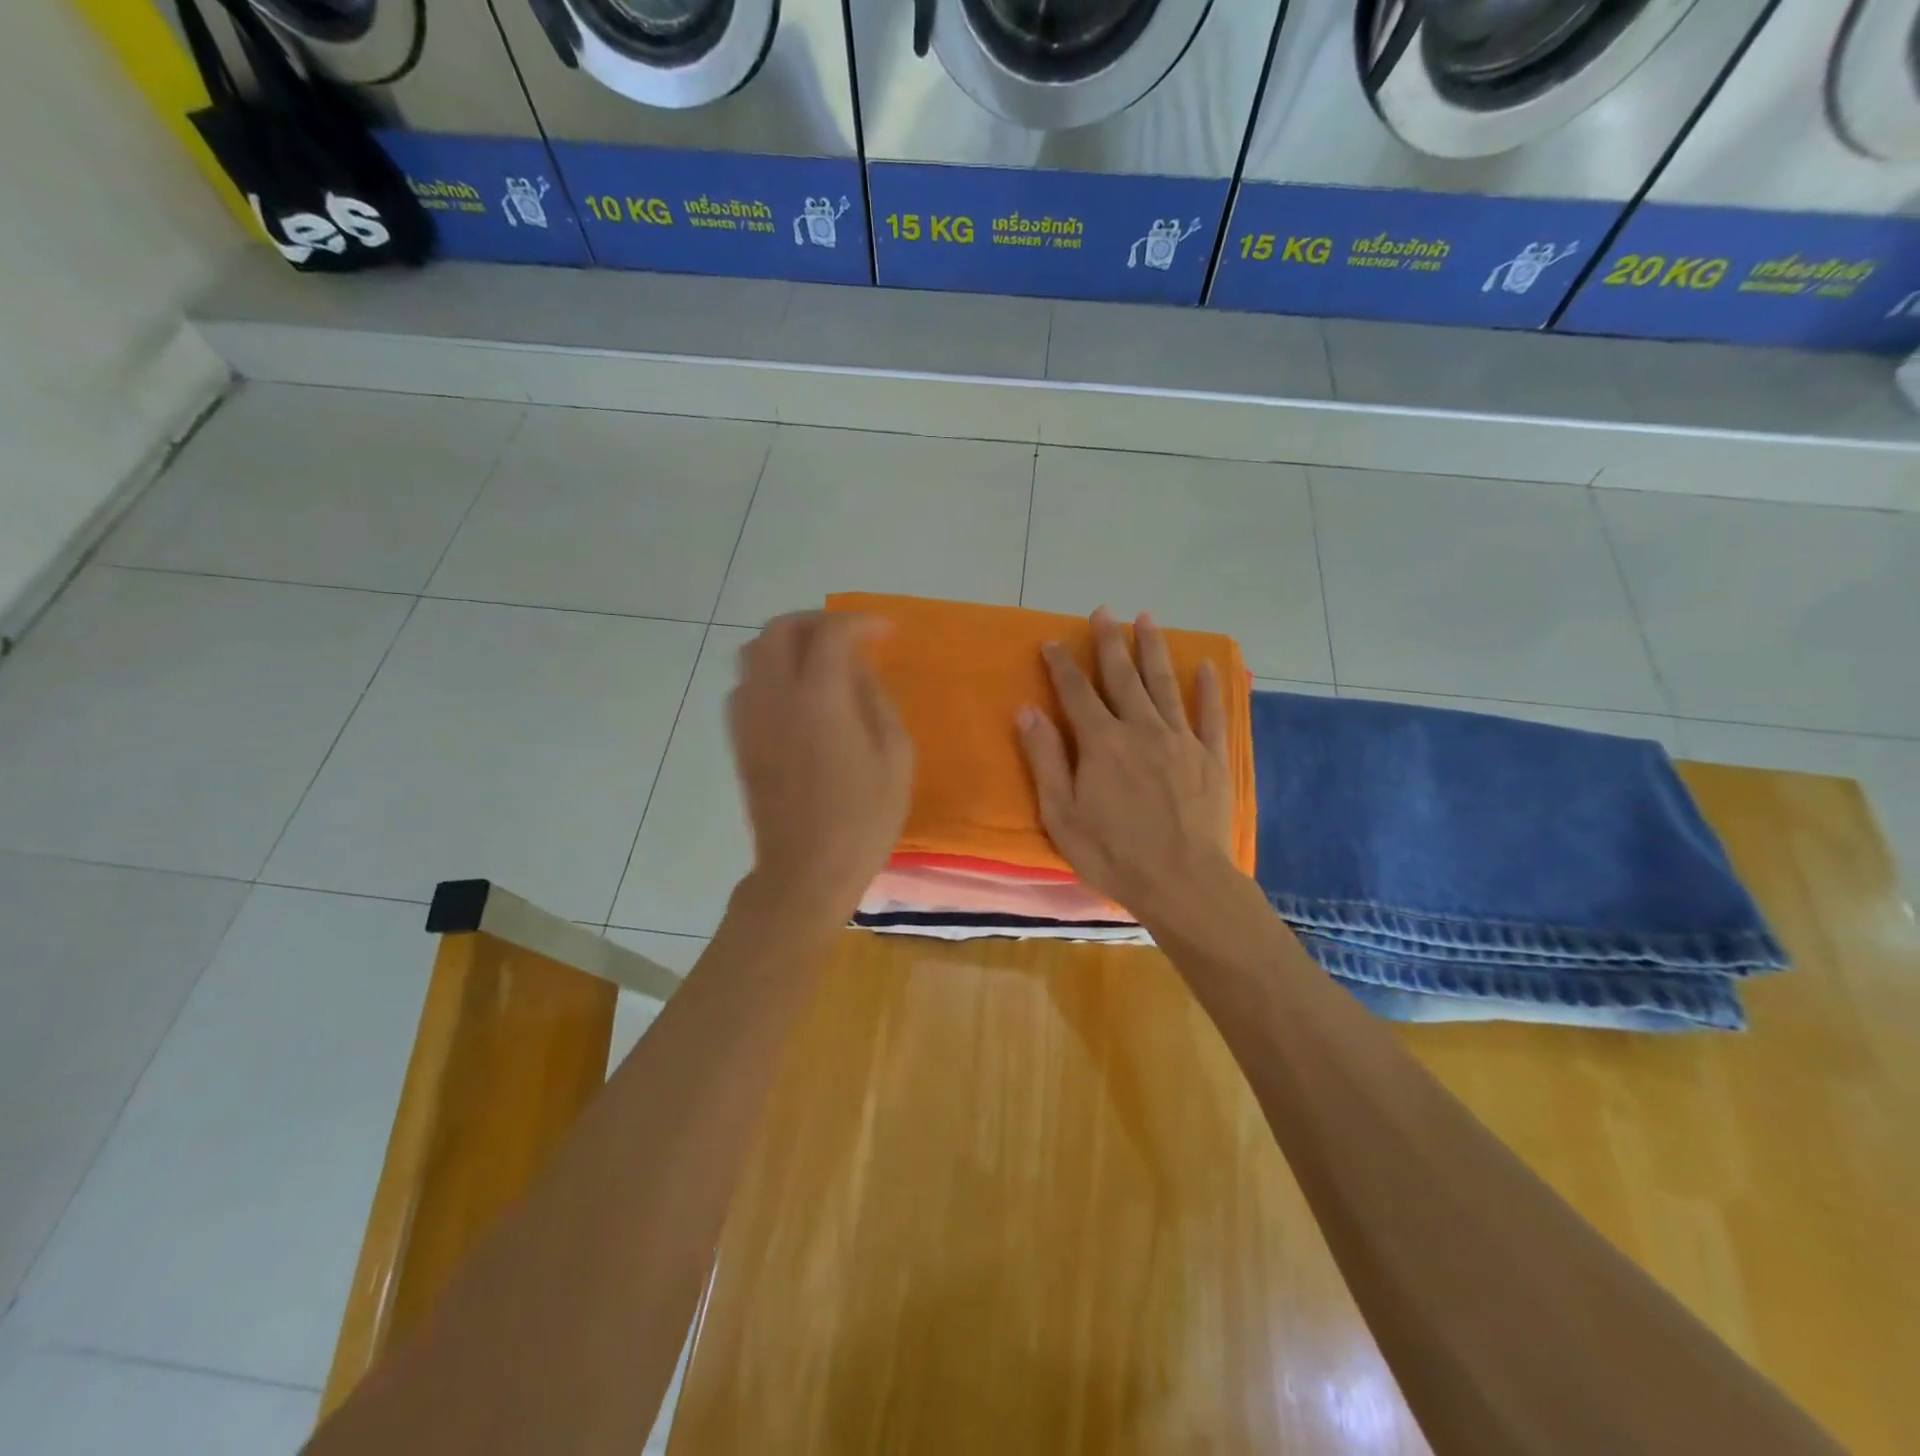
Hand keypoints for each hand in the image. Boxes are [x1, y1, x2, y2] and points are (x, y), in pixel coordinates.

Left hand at [728, 612, 912, 930]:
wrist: (805, 870)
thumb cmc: (862, 819)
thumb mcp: (894, 757)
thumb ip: (876, 701)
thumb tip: (857, 671)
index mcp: (819, 698)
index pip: (831, 633)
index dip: (861, 623)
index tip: (885, 633)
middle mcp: (775, 696)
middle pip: (781, 629)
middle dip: (817, 621)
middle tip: (849, 637)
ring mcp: (749, 717)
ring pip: (754, 652)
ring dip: (788, 643)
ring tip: (819, 660)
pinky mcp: (739, 740)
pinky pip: (745, 685)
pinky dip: (769, 672)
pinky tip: (795, 695)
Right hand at [1016, 609, 1237, 925]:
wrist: (1183, 883)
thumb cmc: (1113, 855)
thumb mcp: (1062, 814)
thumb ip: (1045, 759)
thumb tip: (1026, 711)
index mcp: (1102, 743)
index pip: (1076, 692)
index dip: (1061, 665)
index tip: (1051, 641)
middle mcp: (1142, 730)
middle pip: (1122, 677)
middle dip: (1109, 643)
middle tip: (1104, 612)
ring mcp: (1181, 741)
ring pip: (1165, 684)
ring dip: (1153, 650)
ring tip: (1146, 619)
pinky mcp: (1212, 758)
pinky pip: (1211, 715)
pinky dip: (1209, 688)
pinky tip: (1206, 665)